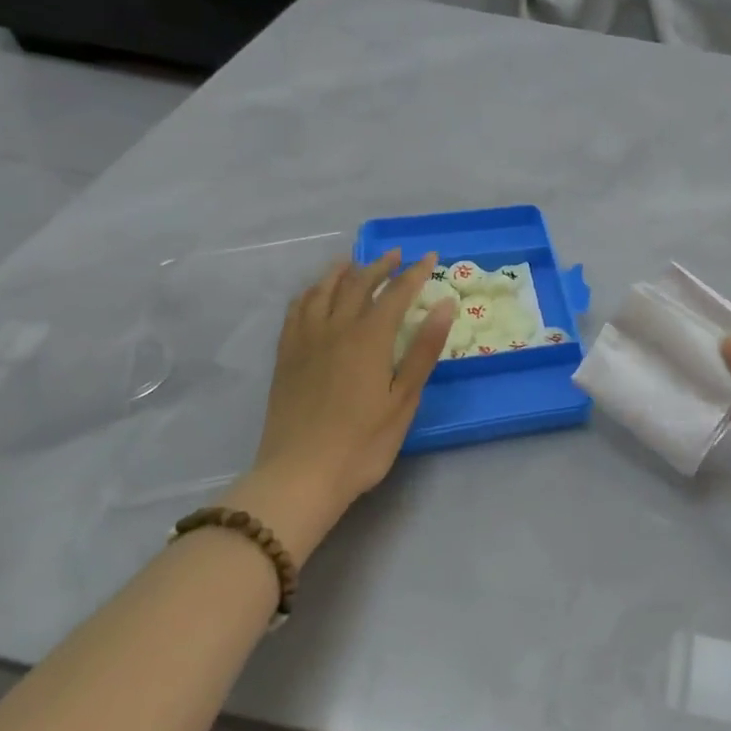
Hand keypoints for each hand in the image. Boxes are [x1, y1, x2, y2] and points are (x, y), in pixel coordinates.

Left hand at [228, 250, 454, 539]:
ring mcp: (305, 341)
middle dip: (380, 265)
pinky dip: (310, 292)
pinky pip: (296, 310)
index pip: (396, 293)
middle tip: (397, 255)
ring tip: (354, 262)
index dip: (415, 273)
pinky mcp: (286, 357)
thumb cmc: (362, 443)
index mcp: (369, 338)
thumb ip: (423, 350)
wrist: (300, 475)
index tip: (430, 257)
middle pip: (358, 284)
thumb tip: (444, 305)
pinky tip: (315, 293)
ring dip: (342, 271)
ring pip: (322, 290)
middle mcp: (335, 329)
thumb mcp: (404, 400)